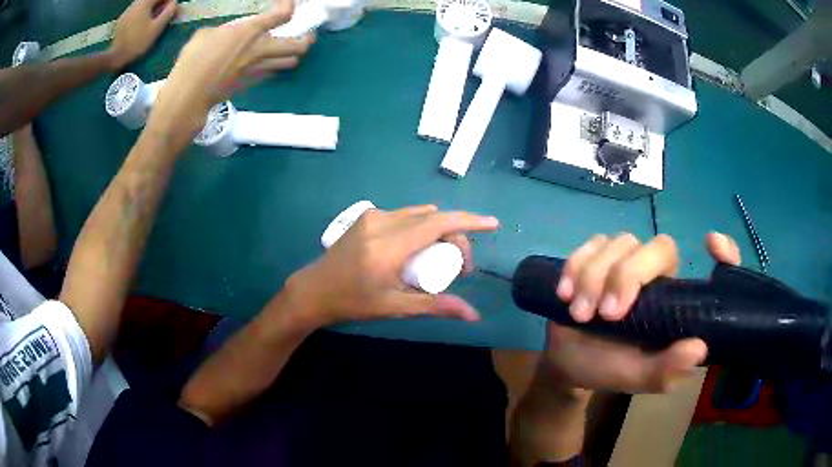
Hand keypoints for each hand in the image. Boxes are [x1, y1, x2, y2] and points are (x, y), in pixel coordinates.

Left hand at [109, 0, 178, 69]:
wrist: (115, 56)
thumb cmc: (138, 42)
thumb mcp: (156, 28)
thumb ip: (168, 13)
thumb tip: (174, 3)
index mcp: (145, 3)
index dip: (168, 1)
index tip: (172, 7)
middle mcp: (136, 3)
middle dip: (159, 3)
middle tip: (163, 13)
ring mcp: (127, 11)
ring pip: (143, 3)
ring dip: (150, 7)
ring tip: (153, 17)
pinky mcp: (122, 19)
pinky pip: (135, 10)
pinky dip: (141, 12)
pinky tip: (141, 22)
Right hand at [148, 0, 313, 135]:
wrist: (190, 95)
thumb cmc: (193, 61)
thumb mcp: (206, 34)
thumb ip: (226, 31)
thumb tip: (230, 34)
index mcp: (250, 31)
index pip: (284, 15)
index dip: (290, 6)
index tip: (288, 4)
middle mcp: (261, 49)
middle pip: (299, 45)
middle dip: (307, 38)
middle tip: (306, 33)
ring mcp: (259, 69)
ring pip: (290, 62)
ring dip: (294, 54)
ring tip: (290, 49)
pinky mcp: (253, 83)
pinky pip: (273, 73)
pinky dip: (276, 66)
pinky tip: (269, 62)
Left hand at [286, 205, 499, 327]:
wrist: (314, 290)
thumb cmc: (353, 302)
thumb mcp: (395, 307)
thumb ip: (435, 306)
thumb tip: (473, 315)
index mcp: (389, 246)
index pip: (438, 223)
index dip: (469, 221)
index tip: (492, 224)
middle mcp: (382, 222)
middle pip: (433, 218)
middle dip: (456, 236)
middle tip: (461, 268)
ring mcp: (373, 216)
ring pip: (420, 214)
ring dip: (439, 230)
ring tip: (442, 259)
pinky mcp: (368, 216)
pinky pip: (406, 215)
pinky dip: (422, 227)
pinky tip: (420, 248)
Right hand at [539, 232, 740, 392]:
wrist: (567, 363)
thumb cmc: (609, 369)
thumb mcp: (638, 377)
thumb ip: (665, 369)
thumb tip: (699, 348)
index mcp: (675, 300)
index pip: (708, 267)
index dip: (723, 250)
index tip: (712, 243)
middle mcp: (657, 274)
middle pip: (657, 246)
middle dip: (627, 276)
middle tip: (605, 314)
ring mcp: (626, 261)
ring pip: (620, 242)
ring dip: (594, 278)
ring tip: (579, 313)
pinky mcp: (596, 257)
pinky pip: (590, 245)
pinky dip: (576, 266)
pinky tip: (564, 293)